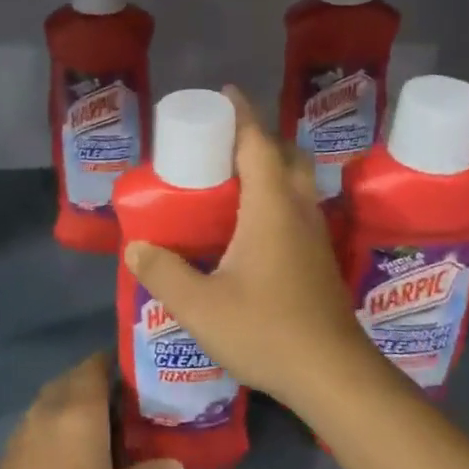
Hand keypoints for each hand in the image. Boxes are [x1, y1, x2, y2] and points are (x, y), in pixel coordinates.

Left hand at [0, 352, 182, 468]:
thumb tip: (176, 464)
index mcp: (81, 410)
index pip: (95, 366)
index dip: (111, 362)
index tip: (130, 372)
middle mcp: (50, 407)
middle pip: (72, 377)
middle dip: (93, 380)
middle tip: (119, 400)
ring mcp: (26, 425)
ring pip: (52, 396)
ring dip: (71, 399)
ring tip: (94, 422)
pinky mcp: (10, 447)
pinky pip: (36, 418)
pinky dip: (53, 420)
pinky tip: (66, 448)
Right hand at [123, 87, 379, 407]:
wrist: (333, 375)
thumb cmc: (266, 329)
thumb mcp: (200, 306)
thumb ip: (163, 273)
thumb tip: (135, 249)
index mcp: (271, 208)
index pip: (258, 144)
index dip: (242, 114)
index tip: (226, 92)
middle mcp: (298, 212)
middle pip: (286, 156)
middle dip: (259, 138)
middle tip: (224, 142)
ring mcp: (315, 236)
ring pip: (299, 183)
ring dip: (273, 167)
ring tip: (236, 178)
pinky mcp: (320, 260)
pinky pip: (300, 209)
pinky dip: (279, 198)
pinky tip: (255, 227)